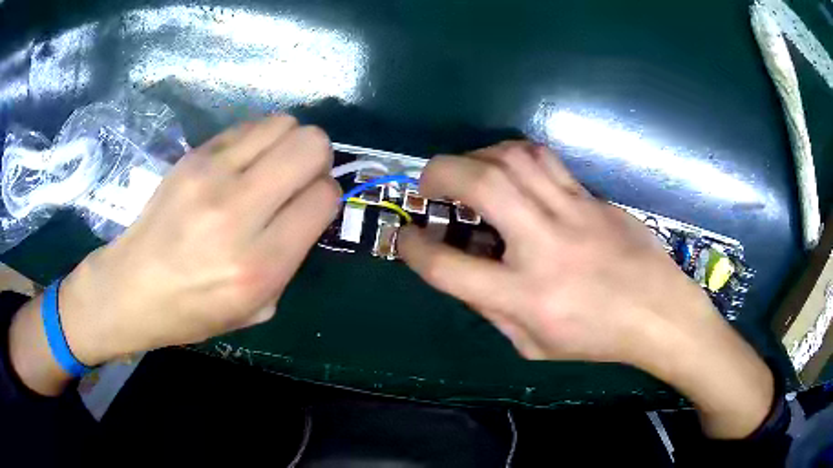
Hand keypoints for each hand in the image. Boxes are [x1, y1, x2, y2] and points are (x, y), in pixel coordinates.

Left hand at [11, 115, 339, 393]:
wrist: (131, 288)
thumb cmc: (193, 311)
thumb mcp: (256, 309)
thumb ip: (291, 258)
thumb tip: (307, 209)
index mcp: (259, 264)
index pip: (323, 197)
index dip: (326, 196)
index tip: (310, 206)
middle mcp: (238, 212)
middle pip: (310, 145)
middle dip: (317, 158)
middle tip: (299, 177)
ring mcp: (211, 176)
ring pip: (283, 124)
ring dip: (289, 142)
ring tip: (271, 166)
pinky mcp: (193, 156)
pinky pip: (249, 126)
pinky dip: (258, 139)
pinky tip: (243, 163)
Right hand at [398, 141, 772, 437]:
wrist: (659, 311)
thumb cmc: (597, 338)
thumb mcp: (533, 344)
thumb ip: (493, 309)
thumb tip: (467, 272)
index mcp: (524, 296)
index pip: (448, 267)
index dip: (414, 248)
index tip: (404, 237)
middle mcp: (543, 246)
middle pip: (480, 185)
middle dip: (438, 173)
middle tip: (428, 183)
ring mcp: (572, 213)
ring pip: (514, 158)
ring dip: (478, 156)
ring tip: (470, 172)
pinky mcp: (592, 197)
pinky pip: (545, 160)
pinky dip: (514, 156)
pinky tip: (512, 171)